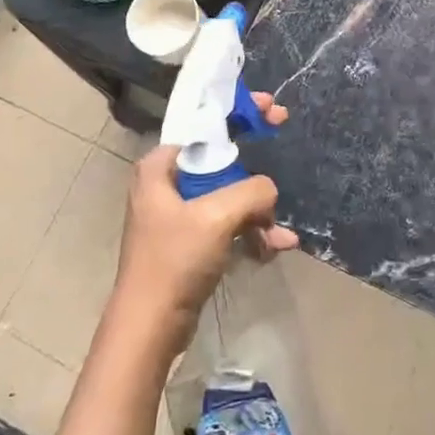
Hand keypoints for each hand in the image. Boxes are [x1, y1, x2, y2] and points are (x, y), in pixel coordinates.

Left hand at [110, 95, 294, 349]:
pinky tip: (275, 248)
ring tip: (279, 233)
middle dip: (255, 164)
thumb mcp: (217, 216)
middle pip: (221, 158)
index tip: (268, 108)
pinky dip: (252, 232)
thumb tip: (269, 191)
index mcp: (160, 167)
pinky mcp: (192, 242)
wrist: (151, 327)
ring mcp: (179, 214)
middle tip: (283, 134)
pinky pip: (229, 224)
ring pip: (230, 195)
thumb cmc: (175, 261)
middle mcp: (166, 184)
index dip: (237, 112)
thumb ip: (252, 191)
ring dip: (259, 211)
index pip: (204, 126)